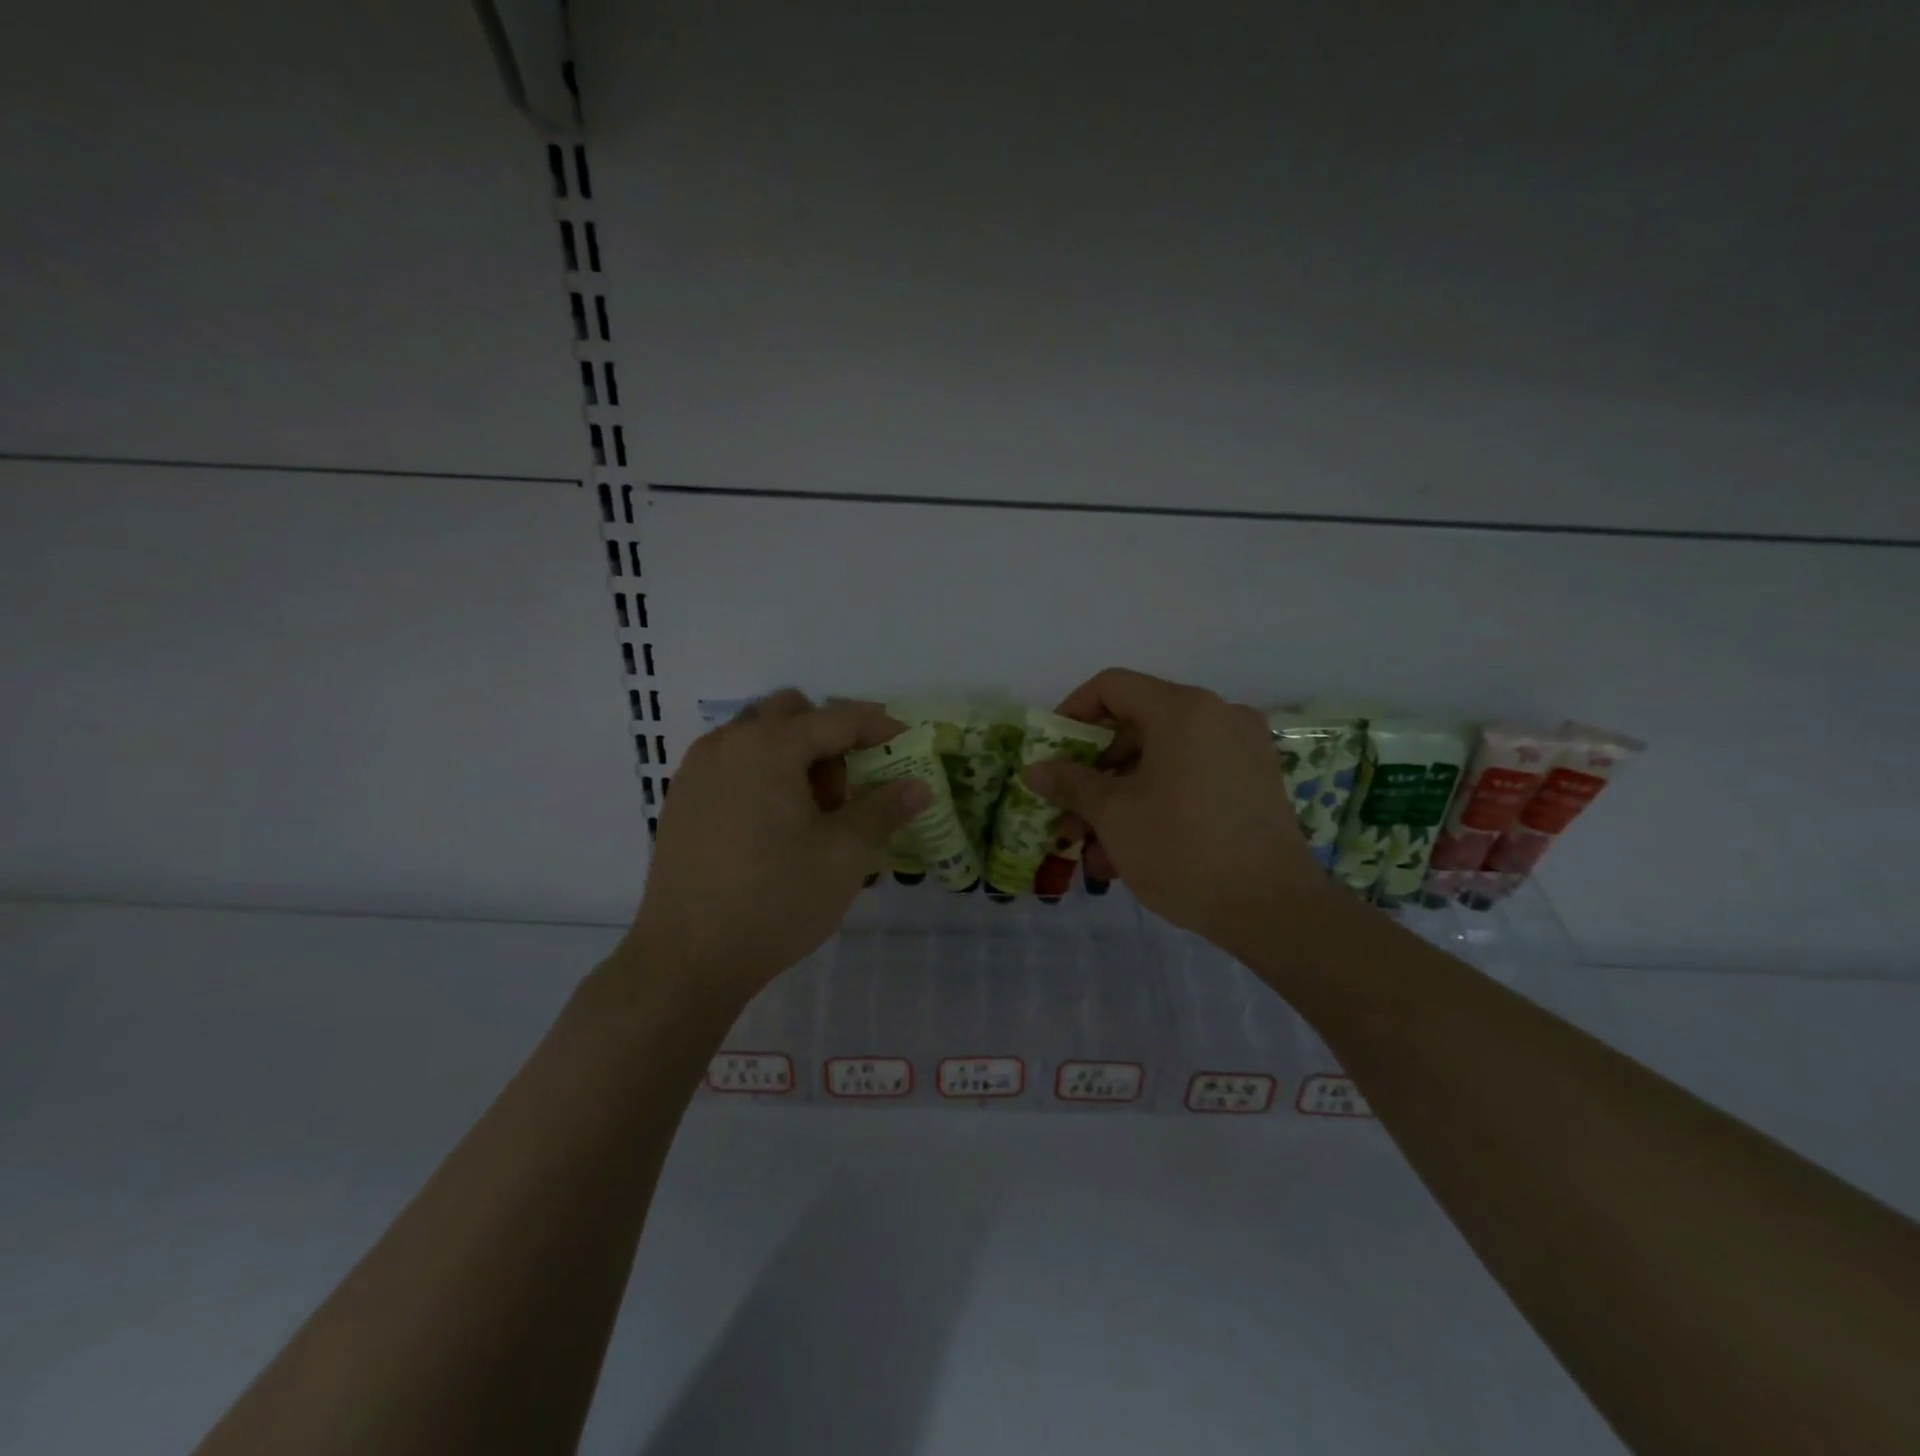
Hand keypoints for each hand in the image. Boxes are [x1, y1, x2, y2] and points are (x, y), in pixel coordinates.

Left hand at [621, 691, 927, 1007]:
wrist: (686, 960)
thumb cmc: (775, 900)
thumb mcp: (845, 855)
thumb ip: (884, 809)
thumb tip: (919, 785)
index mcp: (769, 746)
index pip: (839, 719)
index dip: (880, 727)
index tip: (908, 745)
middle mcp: (728, 743)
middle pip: (793, 714)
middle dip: (830, 740)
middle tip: (845, 794)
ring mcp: (697, 770)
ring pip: (759, 737)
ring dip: (795, 756)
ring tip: (809, 816)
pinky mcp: (682, 799)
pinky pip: (733, 763)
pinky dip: (764, 773)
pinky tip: (773, 828)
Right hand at [1024, 668, 1328, 953]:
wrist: (1274, 909)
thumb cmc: (1183, 850)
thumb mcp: (1115, 816)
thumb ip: (1071, 783)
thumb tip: (1034, 769)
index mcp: (1182, 709)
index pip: (1112, 687)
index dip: (1071, 713)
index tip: (1051, 754)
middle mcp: (1216, 715)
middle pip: (1136, 726)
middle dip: (1093, 773)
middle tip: (1067, 814)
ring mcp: (1241, 748)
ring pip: (1161, 759)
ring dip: (1120, 798)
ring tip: (1094, 851)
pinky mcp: (1254, 781)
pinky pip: (1190, 777)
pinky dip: (1156, 801)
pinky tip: (1131, 851)